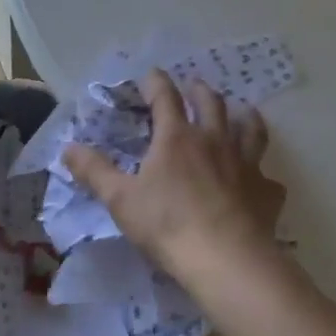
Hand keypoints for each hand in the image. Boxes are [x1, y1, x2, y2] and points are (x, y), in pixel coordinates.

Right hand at [64, 69, 286, 284]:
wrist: (226, 260)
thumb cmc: (167, 224)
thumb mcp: (120, 199)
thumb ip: (94, 171)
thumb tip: (67, 147)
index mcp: (177, 137)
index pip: (165, 96)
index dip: (156, 82)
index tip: (149, 76)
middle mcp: (214, 140)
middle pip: (211, 103)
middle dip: (199, 91)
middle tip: (193, 88)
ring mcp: (245, 164)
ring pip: (250, 129)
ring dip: (244, 117)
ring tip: (241, 113)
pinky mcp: (266, 192)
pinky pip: (268, 178)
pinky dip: (263, 176)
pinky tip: (260, 182)